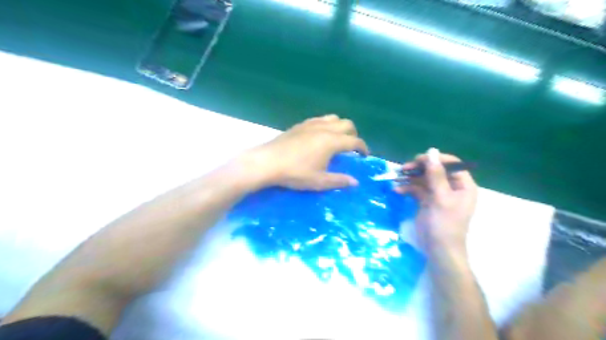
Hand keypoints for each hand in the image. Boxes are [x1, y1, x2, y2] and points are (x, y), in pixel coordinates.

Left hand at [239, 114, 365, 191]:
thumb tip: (355, 182)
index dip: (363, 148)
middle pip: (347, 124)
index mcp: (332, 141)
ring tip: (337, 140)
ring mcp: (312, 124)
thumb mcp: (319, 181)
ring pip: (334, 118)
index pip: (355, 141)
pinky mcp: (300, 124)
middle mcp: (325, 128)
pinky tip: (320, 135)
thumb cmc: (295, 173)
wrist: (268, 162)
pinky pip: (320, 119)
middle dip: (354, 135)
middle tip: (351, 148)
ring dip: (341, 127)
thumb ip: (339, 180)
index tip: (365, 155)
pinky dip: (327, 124)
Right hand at [399, 147, 477, 258]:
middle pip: (435, 170)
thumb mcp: (440, 197)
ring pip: (423, 179)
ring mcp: (438, 194)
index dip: (435, 159)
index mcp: (463, 185)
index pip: (451, 163)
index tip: (418, 160)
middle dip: (418, 168)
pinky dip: (407, 189)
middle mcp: (452, 187)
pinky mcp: (427, 201)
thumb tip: (431, 151)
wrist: (438, 250)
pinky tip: (397, 190)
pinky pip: (417, 189)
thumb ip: (436, 174)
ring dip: (410, 178)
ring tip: (396, 178)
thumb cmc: (444, 224)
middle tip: (403, 169)